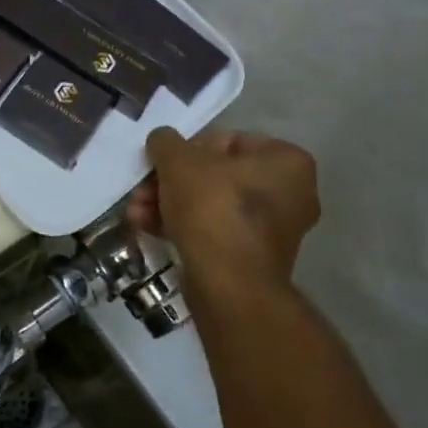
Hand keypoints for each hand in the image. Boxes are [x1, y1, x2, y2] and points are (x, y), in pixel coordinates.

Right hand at [128, 127, 320, 291]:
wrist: (229, 287)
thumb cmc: (213, 209)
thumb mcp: (179, 161)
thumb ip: (166, 142)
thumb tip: (162, 141)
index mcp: (287, 162)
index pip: (229, 140)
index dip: (187, 149)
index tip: (162, 162)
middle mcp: (291, 194)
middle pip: (216, 176)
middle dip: (171, 182)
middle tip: (142, 190)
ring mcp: (274, 231)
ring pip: (211, 205)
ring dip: (169, 204)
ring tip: (136, 212)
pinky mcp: (253, 260)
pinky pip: (215, 231)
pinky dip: (183, 227)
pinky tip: (147, 229)